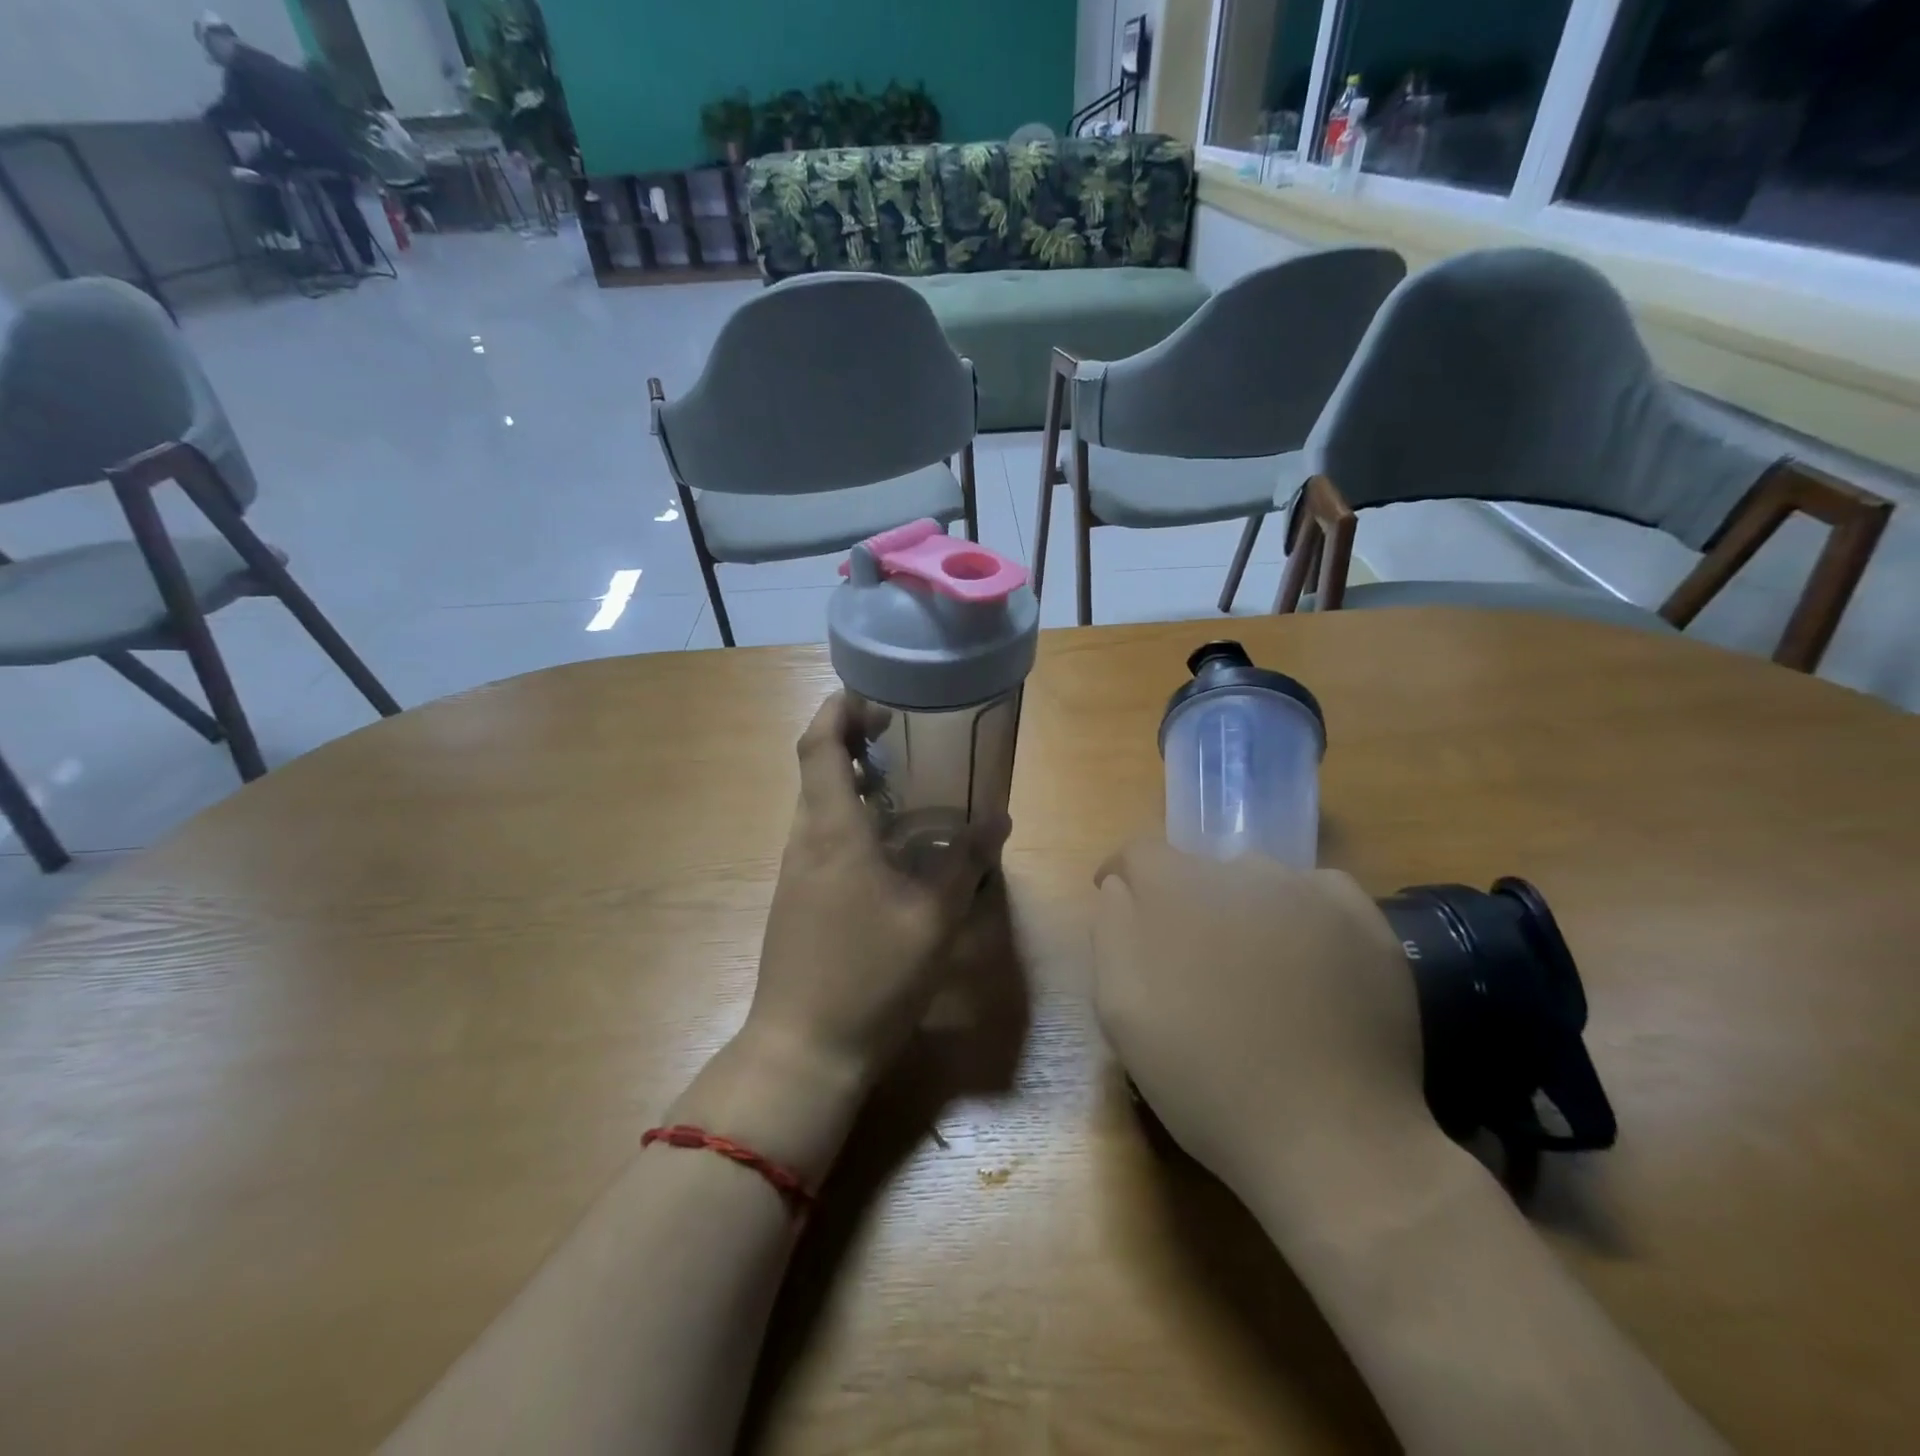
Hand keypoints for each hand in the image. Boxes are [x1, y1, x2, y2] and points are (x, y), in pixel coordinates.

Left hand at [746, 693, 1009, 1089]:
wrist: (803, 1050)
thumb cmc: (869, 976)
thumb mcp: (932, 920)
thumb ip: (964, 864)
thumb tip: (997, 819)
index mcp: (832, 831)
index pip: (818, 745)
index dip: (839, 709)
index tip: (875, 696)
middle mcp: (805, 840)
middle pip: (816, 768)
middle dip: (852, 739)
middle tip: (903, 734)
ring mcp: (797, 871)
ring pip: (819, 804)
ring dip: (853, 780)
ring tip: (906, 783)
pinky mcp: (798, 897)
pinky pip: (822, 837)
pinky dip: (852, 818)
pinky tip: (891, 844)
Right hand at [1093, 840, 1432, 1215]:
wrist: (1331, 1138)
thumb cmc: (1206, 1078)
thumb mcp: (1122, 1009)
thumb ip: (1112, 931)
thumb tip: (1119, 887)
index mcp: (1178, 890)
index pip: (1140, 852)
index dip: (1123, 876)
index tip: (1120, 905)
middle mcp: (1244, 871)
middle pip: (1199, 869)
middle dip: (1185, 903)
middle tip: (1192, 962)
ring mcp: (1311, 892)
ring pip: (1258, 881)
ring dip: (1242, 909)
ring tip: (1252, 971)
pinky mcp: (1364, 921)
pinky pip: (1317, 894)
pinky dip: (1301, 915)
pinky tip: (1307, 965)